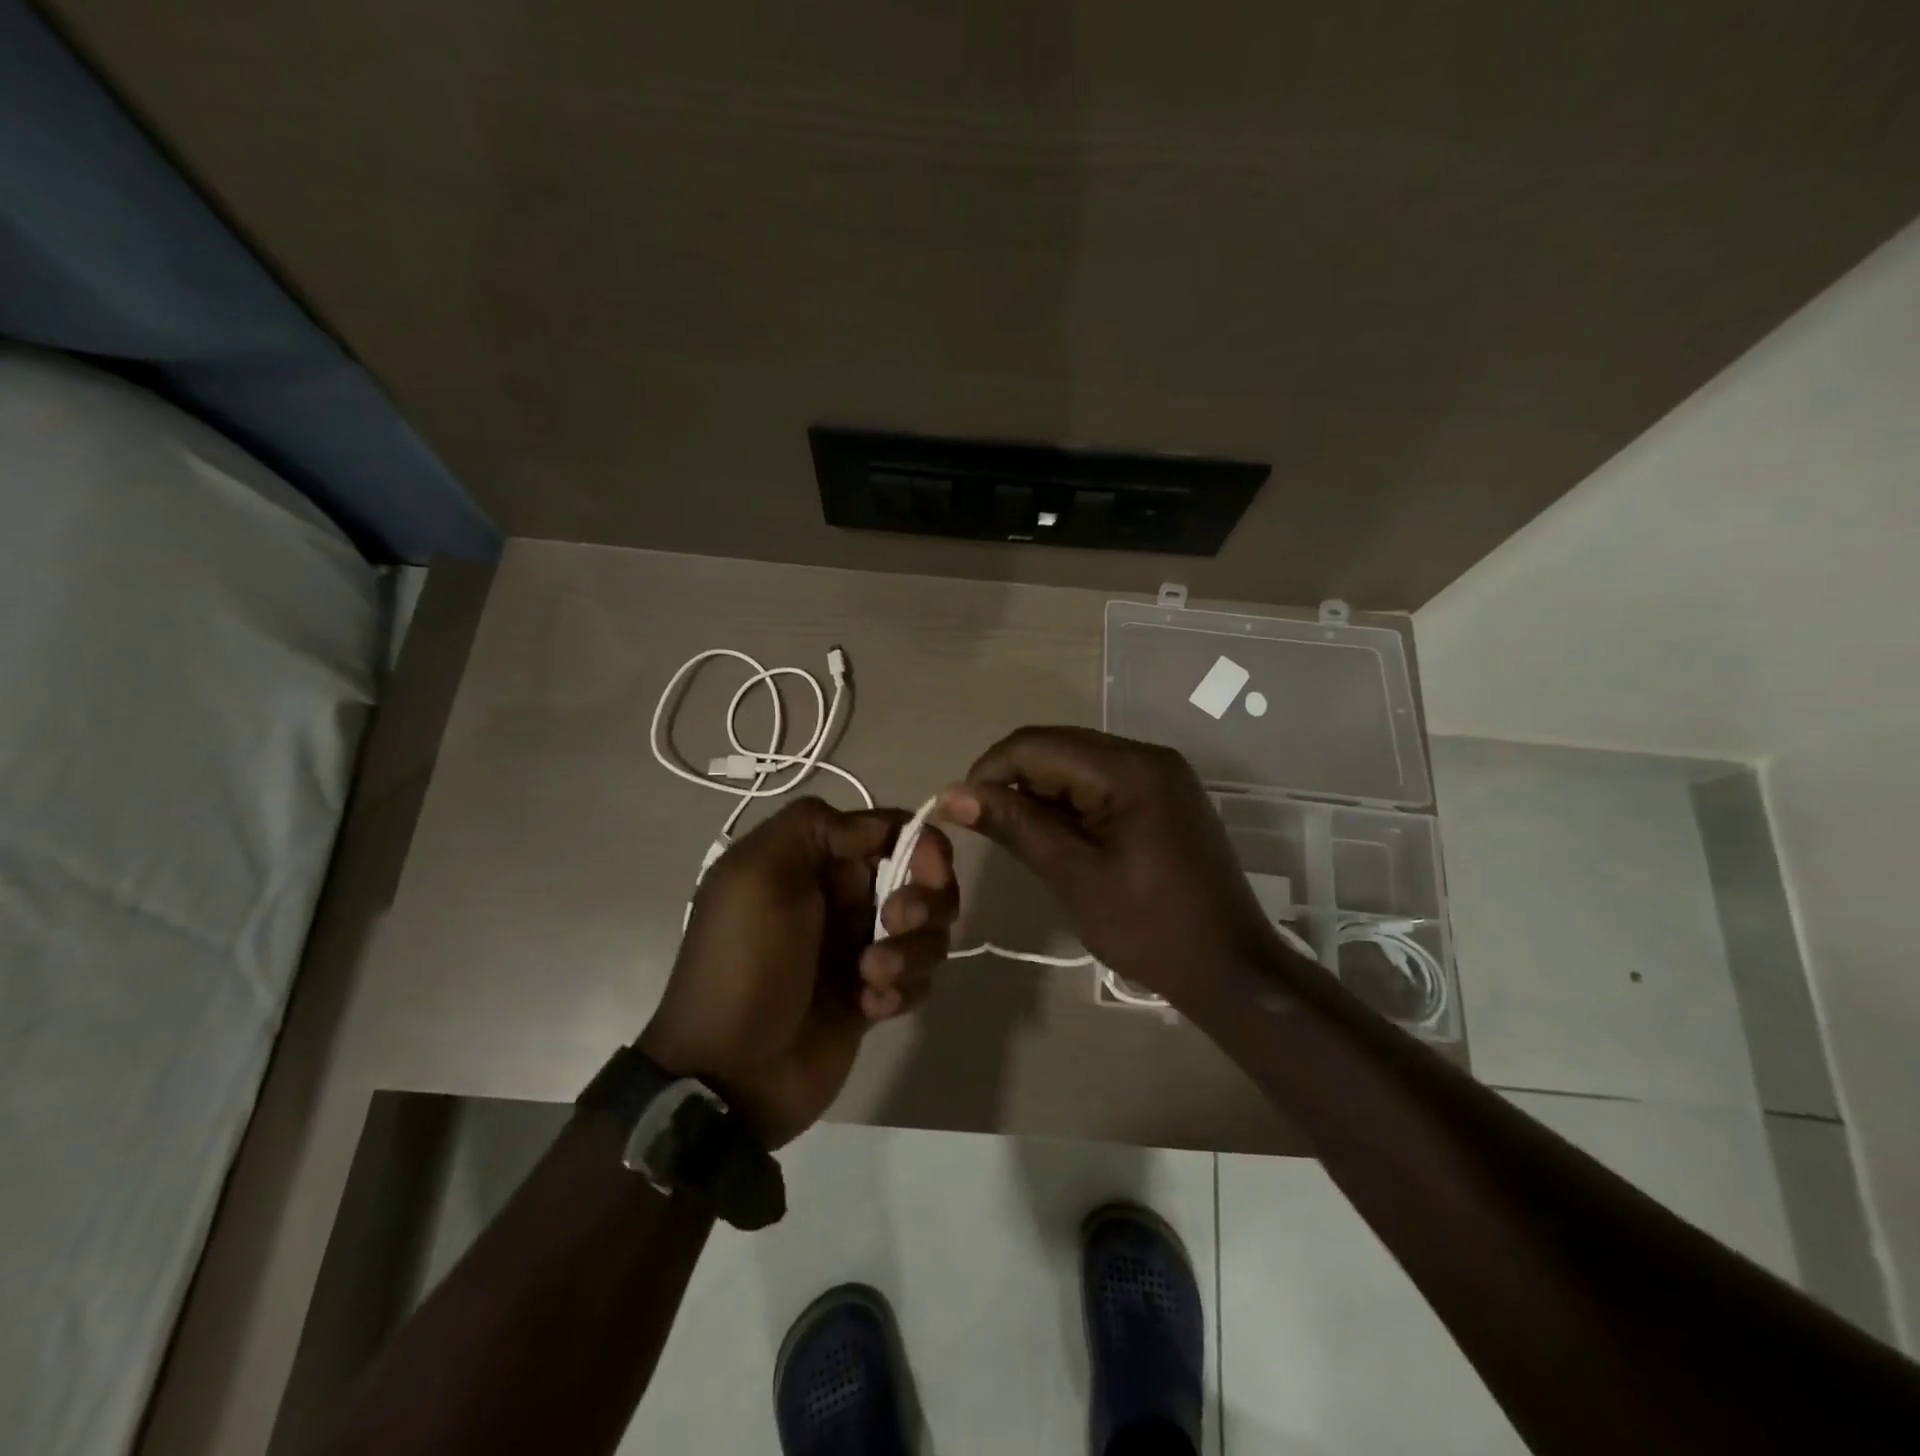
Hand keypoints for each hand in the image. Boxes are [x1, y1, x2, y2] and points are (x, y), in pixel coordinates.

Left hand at [639, 797, 956, 1147]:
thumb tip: (879, 827)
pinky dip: (901, 989)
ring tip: (870, 977)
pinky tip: (867, 1008)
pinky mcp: (874, 995)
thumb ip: (815, 826)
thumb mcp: (756, 874)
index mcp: (814, 861)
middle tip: (896, 921)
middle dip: (922, 900)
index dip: (920, 844)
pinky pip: (918, 977)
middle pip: (921, 879)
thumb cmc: (745, 963)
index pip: (889, 831)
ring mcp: (861, 948)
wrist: (731, 1073)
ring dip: (911, 950)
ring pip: (927, 930)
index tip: (929, 869)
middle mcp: (842, 898)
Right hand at [939, 726, 1313, 1010]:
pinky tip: (1056, 836)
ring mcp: (1160, 775)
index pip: (1038, 745)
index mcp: (1129, 769)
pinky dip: (1070, 803)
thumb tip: (952, 794)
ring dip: (1041, 792)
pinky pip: (1101, 783)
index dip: (990, 770)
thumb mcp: (1073, 875)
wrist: (1230, 968)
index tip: (960, 810)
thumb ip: (1015, 825)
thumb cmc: (1149, 927)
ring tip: (1018, 836)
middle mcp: (1147, 756)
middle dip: (1014, 780)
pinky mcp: (1163, 796)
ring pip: (1077, 764)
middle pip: (1058, 747)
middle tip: (986, 826)